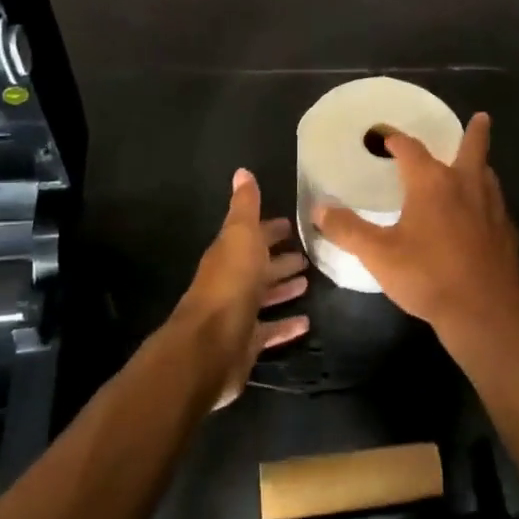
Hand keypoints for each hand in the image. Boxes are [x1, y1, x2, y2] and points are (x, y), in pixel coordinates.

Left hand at [179, 169, 310, 406]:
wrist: (210, 347)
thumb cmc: (230, 285)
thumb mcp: (240, 237)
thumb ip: (245, 207)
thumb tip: (242, 171)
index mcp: (229, 254)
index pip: (251, 236)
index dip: (269, 229)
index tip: (292, 224)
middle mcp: (231, 282)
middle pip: (258, 266)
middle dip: (280, 258)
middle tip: (308, 254)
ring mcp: (238, 314)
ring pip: (264, 297)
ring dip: (283, 288)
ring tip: (308, 282)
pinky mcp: (246, 343)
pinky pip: (270, 330)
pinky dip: (286, 325)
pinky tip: (307, 323)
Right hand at [314, 113, 518, 373]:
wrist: (484, 310)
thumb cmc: (428, 276)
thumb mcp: (378, 254)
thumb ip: (348, 230)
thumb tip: (319, 209)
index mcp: (432, 182)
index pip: (411, 148)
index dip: (395, 139)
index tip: (384, 136)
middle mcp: (466, 185)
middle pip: (472, 148)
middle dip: (474, 132)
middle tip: (482, 117)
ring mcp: (492, 208)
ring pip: (487, 176)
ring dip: (480, 165)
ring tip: (477, 165)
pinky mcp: (507, 233)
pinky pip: (496, 205)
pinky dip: (487, 200)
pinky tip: (482, 216)